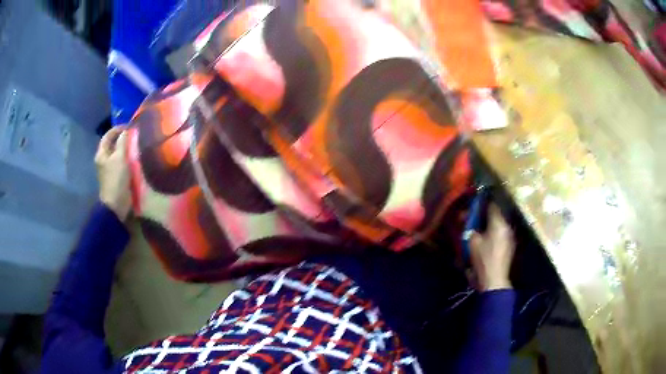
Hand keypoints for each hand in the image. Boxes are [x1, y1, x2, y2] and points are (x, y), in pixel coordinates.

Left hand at [95, 126, 130, 221]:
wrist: (116, 204)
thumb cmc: (116, 179)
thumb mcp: (120, 157)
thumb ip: (123, 142)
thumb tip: (127, 130)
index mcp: (102, 154)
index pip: (108, 135)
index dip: (118, 129)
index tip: (130, 126)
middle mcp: (104, 159)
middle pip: (113, 144)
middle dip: (123, 138)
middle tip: (135, 135)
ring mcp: (110, 169)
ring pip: (119, 153)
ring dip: (127, 148)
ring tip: (138, 145)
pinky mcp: (117, 176)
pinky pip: (123, 163)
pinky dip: (129, 158)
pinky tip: (137, 158)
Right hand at [469, 204, 514, 290]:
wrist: (494, 280)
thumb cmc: (483, 259)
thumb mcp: (472, 242)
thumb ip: (470, 228)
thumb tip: (468, 220)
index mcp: (499, 223)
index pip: (492, 205)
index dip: (482, 203)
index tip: (474, 204)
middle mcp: (507, 227)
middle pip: (495, 216)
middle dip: (484, 216)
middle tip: (473, 219)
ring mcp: (510, 238)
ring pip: (498, 226)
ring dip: (489, 226)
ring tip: (478, 231)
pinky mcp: (509, 247)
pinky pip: (500, 235)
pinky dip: (493, 235)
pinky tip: (485, 241)